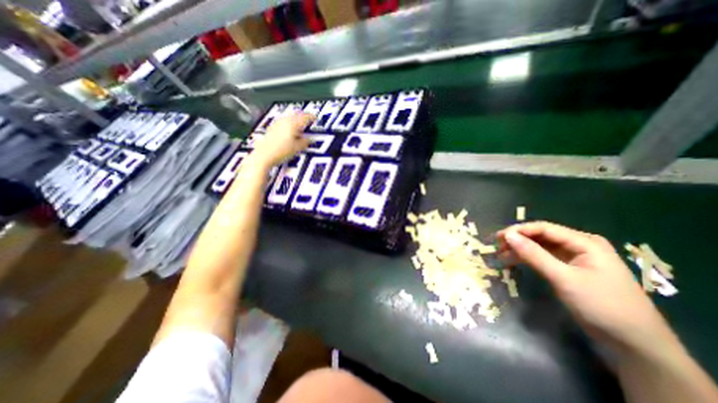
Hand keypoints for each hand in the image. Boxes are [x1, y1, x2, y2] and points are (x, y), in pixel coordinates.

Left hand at [251, 112, 312, 166]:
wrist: (264, 155)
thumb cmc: (281, 151)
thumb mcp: (297, 148)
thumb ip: (305, 142)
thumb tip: (310, 139)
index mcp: (293, 124)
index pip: (305, 117)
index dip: (311, 117)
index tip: (315, 119)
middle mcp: (285, 121)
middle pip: (297, 114)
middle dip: (303, 117)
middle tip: (309, 120)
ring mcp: (277, 123)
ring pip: (289, 117)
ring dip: (296, 119)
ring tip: (300, 125)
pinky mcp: (272, 128)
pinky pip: (283, 121)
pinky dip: (289, 123)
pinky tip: (290, 129)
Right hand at [498, 221, 676, 357]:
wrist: (635, 344)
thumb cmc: (601, 306)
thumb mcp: (564, 278)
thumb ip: (534, 255)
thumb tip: (508, 235)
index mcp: (584, 242)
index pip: (543, 228)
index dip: (518, 230)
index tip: (498, 238)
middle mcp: (579, 245)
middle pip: (540, 236)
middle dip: (517, 240)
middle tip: (497, 247)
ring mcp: (575, 257)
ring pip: (539, 247)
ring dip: (520, 250)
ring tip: (500, 255)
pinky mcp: (570, 268)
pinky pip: (544, 257)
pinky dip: (528, 259)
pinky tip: (513, 261)